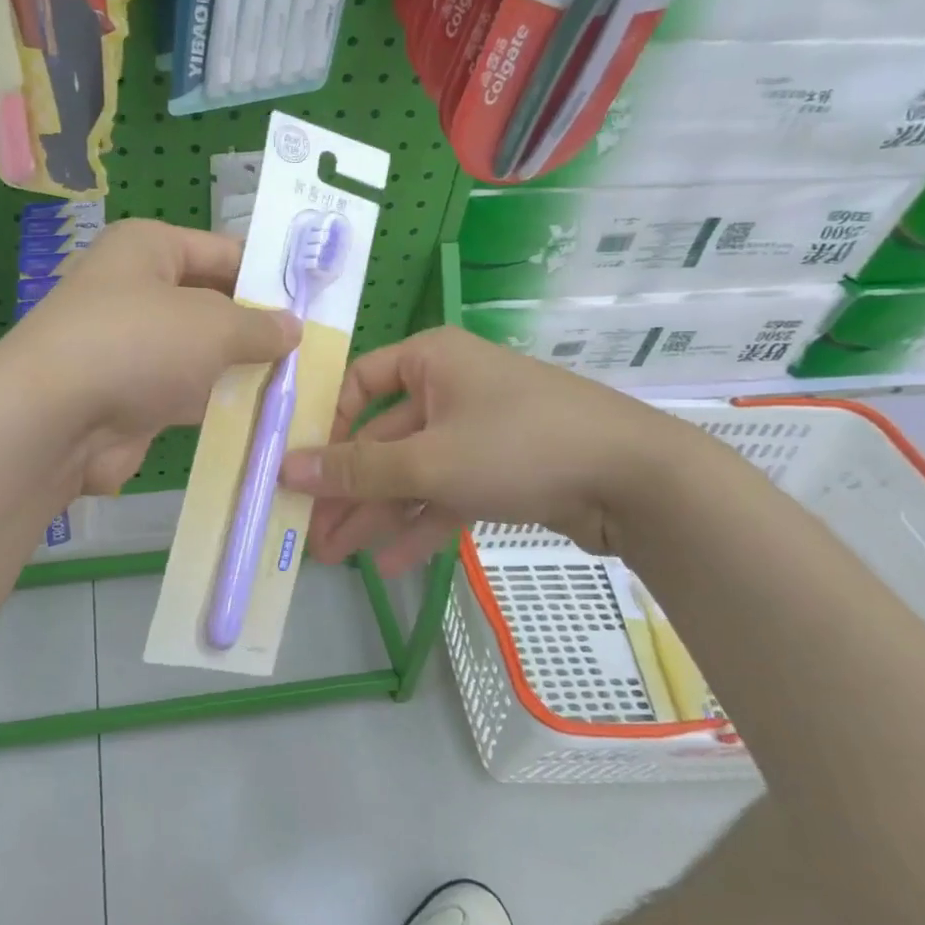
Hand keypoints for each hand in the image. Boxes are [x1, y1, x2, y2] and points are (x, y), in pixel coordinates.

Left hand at [0, 220, 300, 494]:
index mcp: (148, 248)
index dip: (269, 273)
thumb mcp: (213, 325)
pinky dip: (217, 403)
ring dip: (242, 369)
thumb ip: (260, 325)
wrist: (55, 421)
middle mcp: (136, 290)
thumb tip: (292, 328)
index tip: (315, 299)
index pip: (223, 251)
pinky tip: (263, 414)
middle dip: (259, 326)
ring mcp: (132, 346)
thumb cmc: (138, 344)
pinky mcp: (131, 395)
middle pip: (213, 303)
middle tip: (315, 346)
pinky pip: (186, 393)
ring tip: (301, 381)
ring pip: (201, 353)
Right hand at [278, 327, 699, 572]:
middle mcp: (450, 387)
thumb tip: (286, 468)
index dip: (327, 426)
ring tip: (338, 557)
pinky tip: (391, 564)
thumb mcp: (429, 461)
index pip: (358, 383)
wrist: (639, 481)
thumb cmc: (520, 446)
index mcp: (430, 360)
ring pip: (414, 472)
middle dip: (350, 489)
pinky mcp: (502, 469)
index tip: (302, 469)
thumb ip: (357, 470)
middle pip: (383, 438)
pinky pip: (448, 492)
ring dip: (378, 514)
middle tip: (312, 533)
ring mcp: (478, 430)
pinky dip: (422, 524)